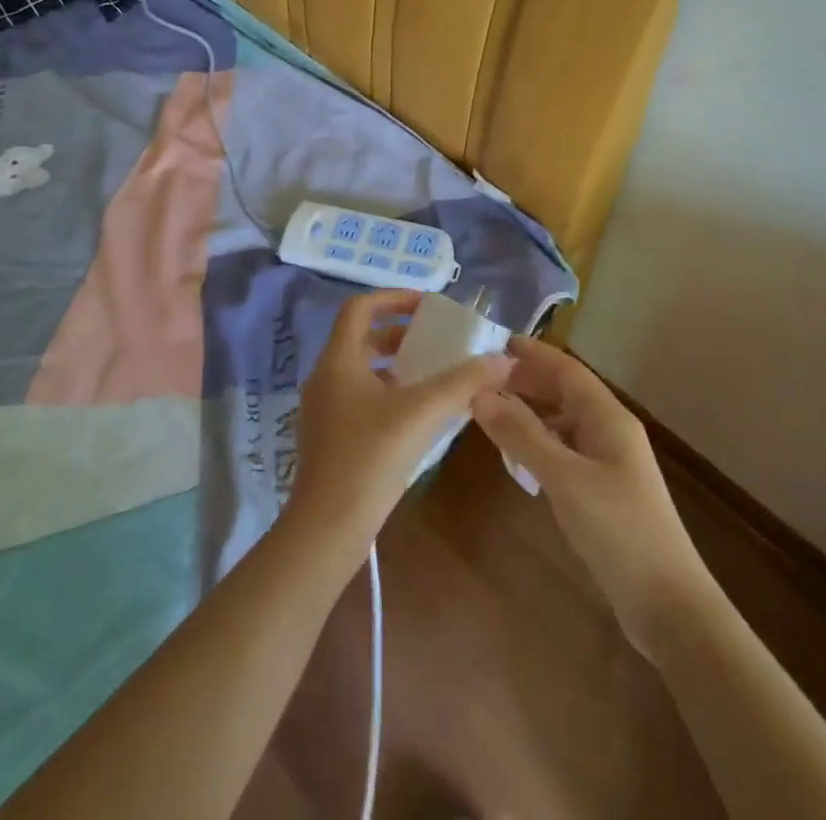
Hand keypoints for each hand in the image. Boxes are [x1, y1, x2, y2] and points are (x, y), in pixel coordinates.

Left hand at [287, 289, 512, 554]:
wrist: (327, 528)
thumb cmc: (370, 457)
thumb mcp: (422, 413)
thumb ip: (464, 382)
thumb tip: (503, 359)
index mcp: (338, 360)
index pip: (360, 308)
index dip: (394, 298)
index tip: (427, 306)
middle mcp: (325, 377)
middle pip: (360, 338)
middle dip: (399, 334)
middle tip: (434, 342)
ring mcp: (322, 409)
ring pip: (359, 370)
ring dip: (393, 365)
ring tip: (430, 376)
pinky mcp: (328, 437)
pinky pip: (358, 397)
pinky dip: (385, 393)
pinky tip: (415, 417)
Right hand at [472, 339, 706, 651]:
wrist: (669, 606)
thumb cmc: (619, 530)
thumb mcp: (564, 478)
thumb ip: (521, 435)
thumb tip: (479, 394)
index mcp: (609, 418)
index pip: (567, 370)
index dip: (534, 354)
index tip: (496, 342)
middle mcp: (611, 431)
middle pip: (566, 393)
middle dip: (529, 381)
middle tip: (484, 378)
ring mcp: (610, 463)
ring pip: (565, 423)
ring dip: (532, 413)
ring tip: (493, 412)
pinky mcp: (605, 491)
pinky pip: (566, 451)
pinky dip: (540, 444)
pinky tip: (519, 458)